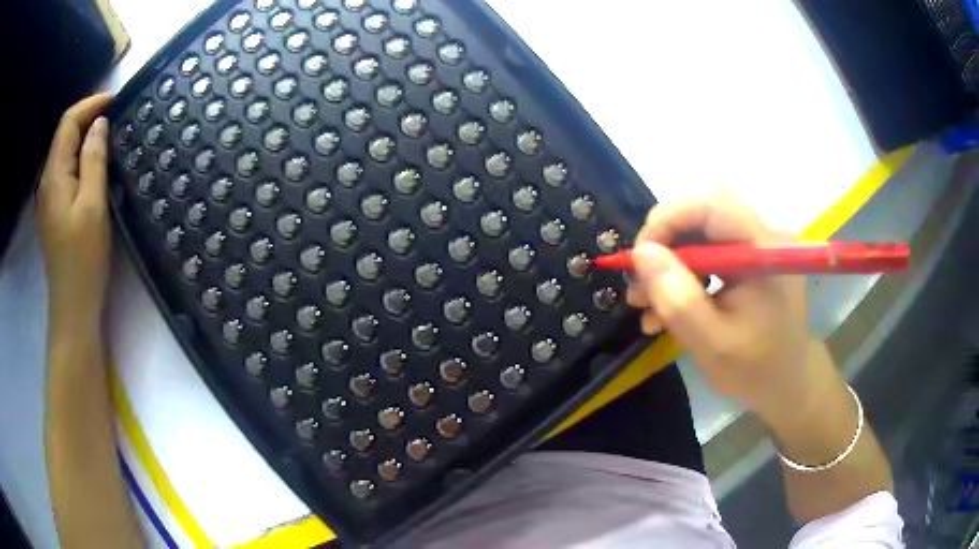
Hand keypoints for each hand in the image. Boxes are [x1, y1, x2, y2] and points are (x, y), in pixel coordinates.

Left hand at [37, 93, 113, 328]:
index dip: (90, 104)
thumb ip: (94, 159)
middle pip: (65, 134)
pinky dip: (81, 156)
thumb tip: (99, 124)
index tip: (116, 100)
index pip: (68, 122)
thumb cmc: (83, 257)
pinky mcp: (54, 209)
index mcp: (54, 175)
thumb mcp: (92, 205)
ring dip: (85, 136)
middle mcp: (47, 180)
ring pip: (65, 151)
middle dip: (89, 117)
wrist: (73, 304)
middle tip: (117, 115)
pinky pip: (66, 169)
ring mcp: (49, 196)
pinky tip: (94, 161)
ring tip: (109, 134)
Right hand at [626, 189, 812, 414]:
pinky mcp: (749, 254)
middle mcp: (763, 234)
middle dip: (663, 242)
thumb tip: (642, 253)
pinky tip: (668, 302)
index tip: (637, 260)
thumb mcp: (712, 344)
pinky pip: (707, 246)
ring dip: (667, 259)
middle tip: (639, 282)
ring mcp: (756, 242)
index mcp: (764, 250)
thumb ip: (678, 300)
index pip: (710, 205)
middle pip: (702, 212)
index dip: (666, 221)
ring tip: (646, 300)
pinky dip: (681, 269)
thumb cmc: (755, 368)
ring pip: (699, 228)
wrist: (787, 381)